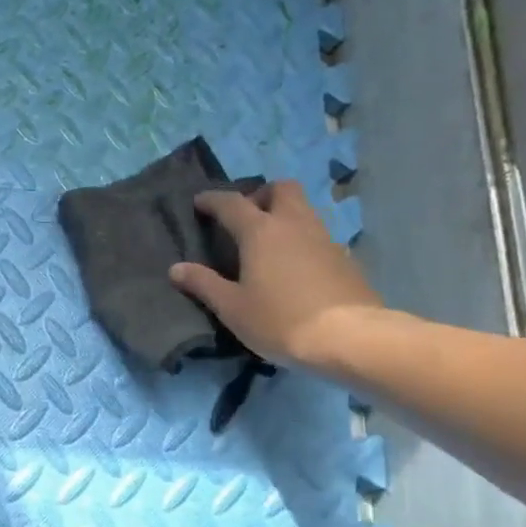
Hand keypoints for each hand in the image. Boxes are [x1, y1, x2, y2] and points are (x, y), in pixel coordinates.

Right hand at [169, 181, 384, 368]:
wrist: (348, 337)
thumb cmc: (279, 320)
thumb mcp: (232, 307)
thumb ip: (203, 284)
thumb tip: (176, 268)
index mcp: (261, 231)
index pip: (231, 203)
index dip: (212, 200)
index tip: (199, 203)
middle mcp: (294, 224)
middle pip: (280, 189)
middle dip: (260, 195)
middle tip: (245, 217)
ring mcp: (324, 238)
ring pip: (303, 209)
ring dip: (283, 214)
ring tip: (267, 242)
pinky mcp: (344, 257)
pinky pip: (317, 234)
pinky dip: (301, 238)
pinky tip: (293, 265)